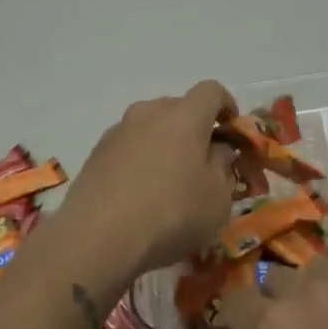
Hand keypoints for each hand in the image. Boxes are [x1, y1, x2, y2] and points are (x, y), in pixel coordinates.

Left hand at [55, 80, 240, 280]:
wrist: (97, 238)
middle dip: (195, 127)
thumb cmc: (171, 214)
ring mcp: (118, 130)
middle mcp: (149, 113)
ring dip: (165, 143)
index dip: (226, 105)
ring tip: (168, 180)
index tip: (232, 131)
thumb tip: (218, 150)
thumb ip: (224, 167)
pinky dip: (140, 159)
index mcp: (185, 116)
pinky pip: (128, 146)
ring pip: (150, 126)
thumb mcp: (217, 199)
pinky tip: (140, 192)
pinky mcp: (96, 153)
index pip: (211, 91)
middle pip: (179, 107)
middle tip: (202, 162)